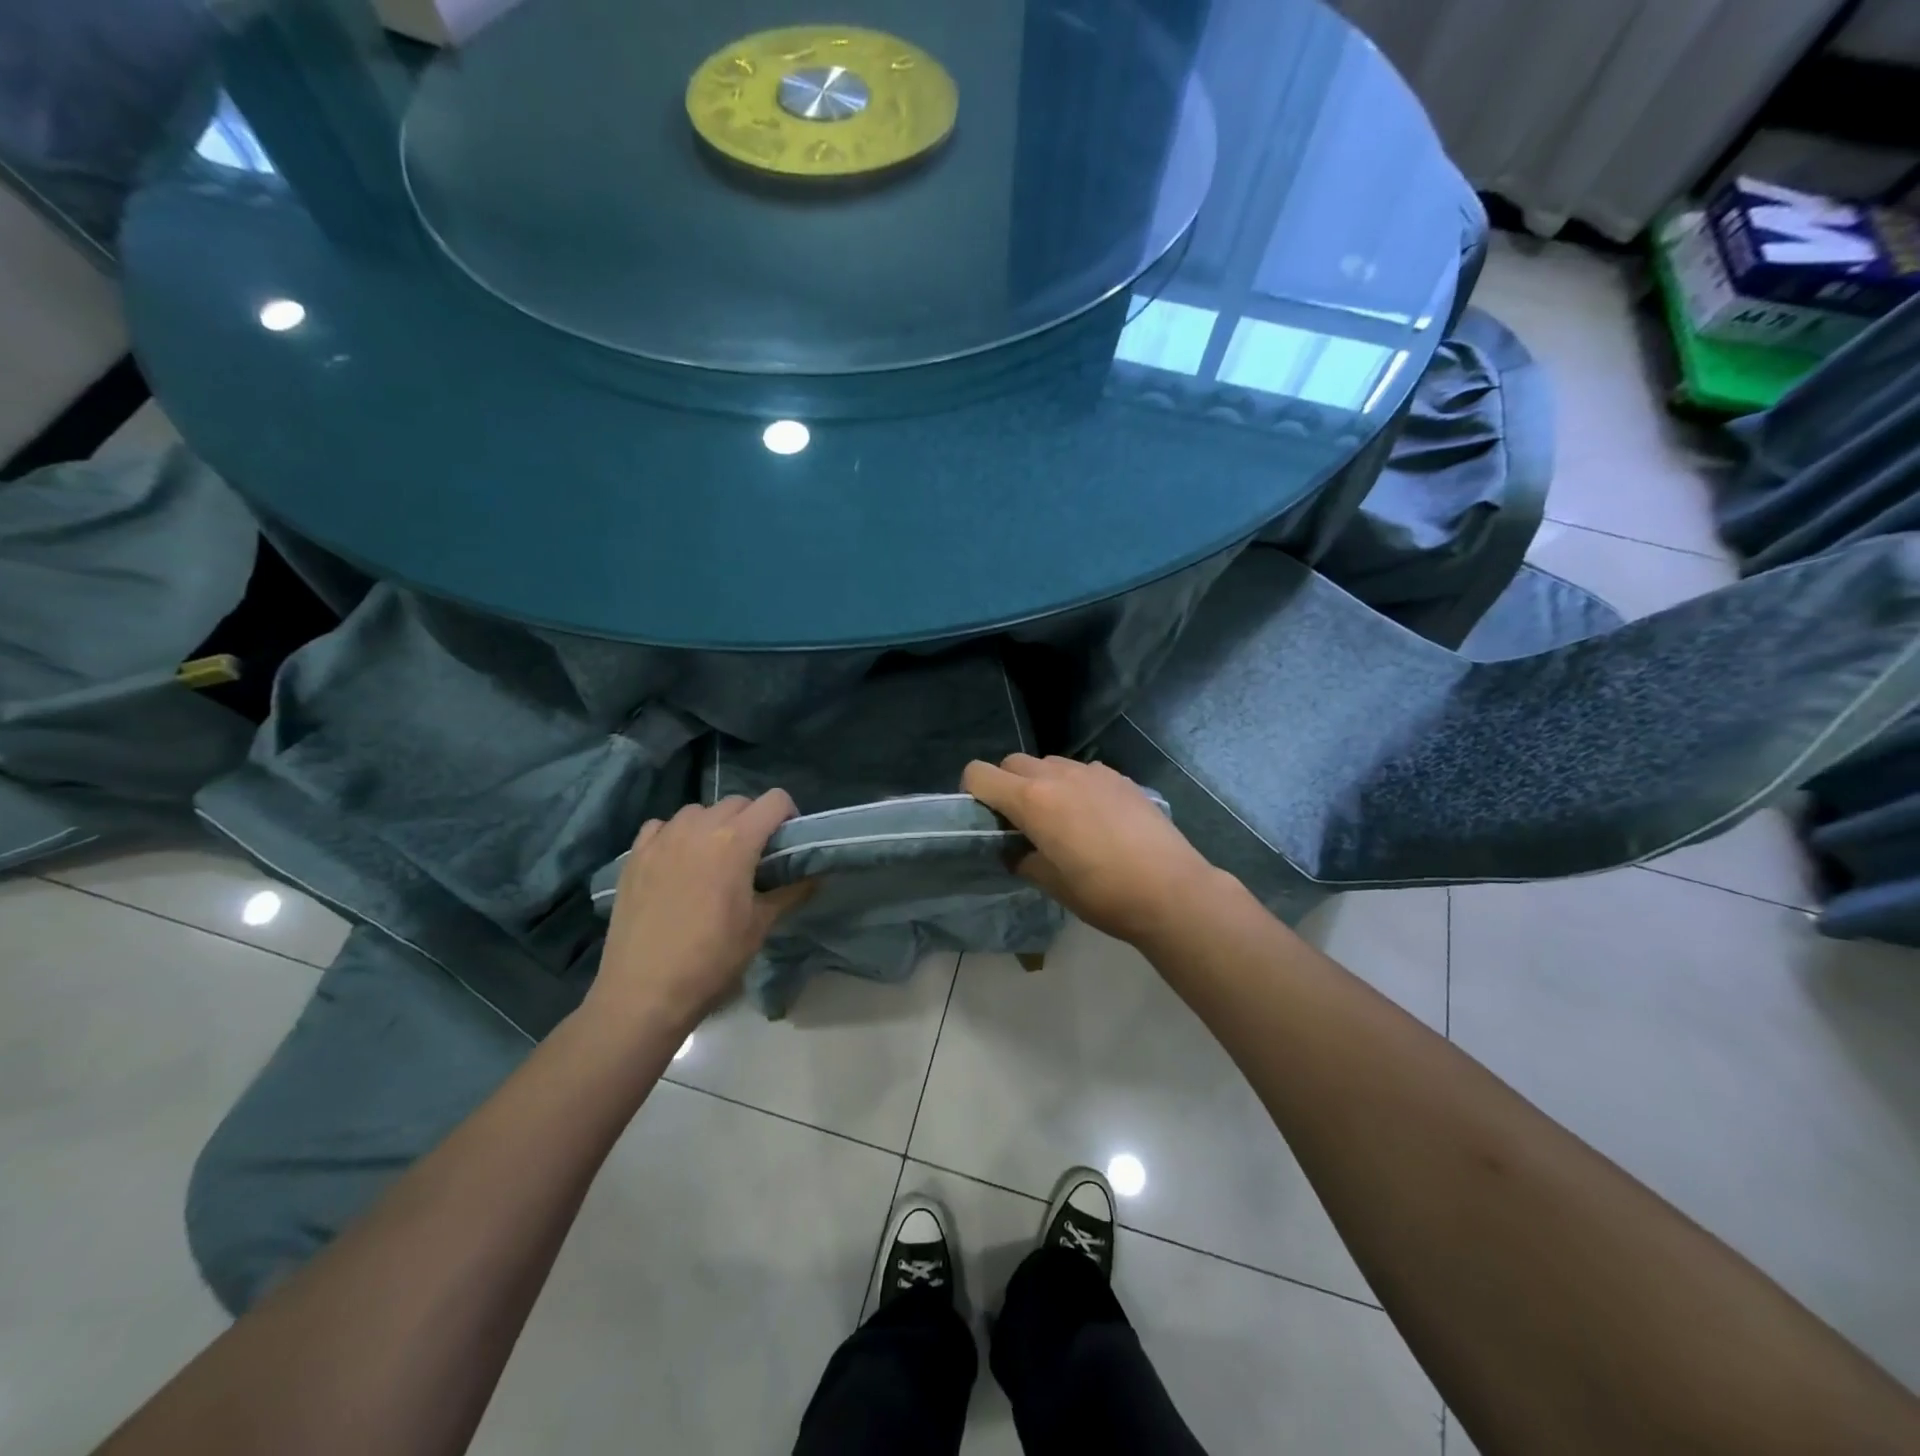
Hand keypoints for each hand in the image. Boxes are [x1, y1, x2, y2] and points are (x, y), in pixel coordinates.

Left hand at [590, 791, 809, 1032]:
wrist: (644, 992)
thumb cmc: (712, 959)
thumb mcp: (761, 925)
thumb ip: (791, 891)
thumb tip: (814, 874)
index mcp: (735, 841)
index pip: (774, 801)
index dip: (788, 816)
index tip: (787, 842)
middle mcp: (698, 828)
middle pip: (737, 802)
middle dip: (753, 820)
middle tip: (755, 855)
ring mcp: (662, 839)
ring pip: (697, 811)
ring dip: (713, 825)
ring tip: (714, 858)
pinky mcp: (634, 856)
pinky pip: (661, 827)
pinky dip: (675, 835)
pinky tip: (677, 863)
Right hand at [962, 754, 1225, 947]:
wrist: (1171, 890)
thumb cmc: (1103, 893)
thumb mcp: (1051, 883)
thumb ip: (1023, 858)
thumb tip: (1016, 850)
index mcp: (1032, 800)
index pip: (979, 774)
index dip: (972, 792)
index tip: (985, 818)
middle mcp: (1057, 775)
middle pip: (1012, 763)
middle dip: (1006, 785)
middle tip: (1020, 822)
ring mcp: (1091, 772)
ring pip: (1048, 763)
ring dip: (1041, 783)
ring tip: (1059, 818)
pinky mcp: (1119, 777)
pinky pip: (1082, 771)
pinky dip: (1074, 785)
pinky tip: (1094, 817)